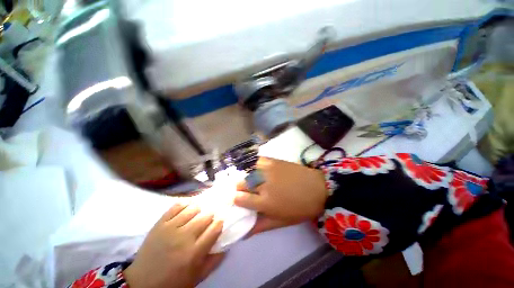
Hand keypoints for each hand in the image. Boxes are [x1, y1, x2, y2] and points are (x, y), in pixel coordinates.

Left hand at [123, 204, 223, 287]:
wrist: (142, 282)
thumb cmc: (173, 281)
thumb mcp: (197, 277)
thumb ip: (214, 261)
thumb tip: (227, 245)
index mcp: (194, 253)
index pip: (214, 229)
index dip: (219, 223)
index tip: (219, 222)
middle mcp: (184, 237)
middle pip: (205, 216)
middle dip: (210, 216)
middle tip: (209, 218)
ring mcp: (170, 228)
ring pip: (193, 209)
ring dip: (199, 209)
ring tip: (198, 213)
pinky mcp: (160, 223)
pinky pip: (176, 206)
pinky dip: (185, 204)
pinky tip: (187, 207)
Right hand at [234, 157, 327, 234]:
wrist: (317, 188)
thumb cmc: (300, 208)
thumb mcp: (281, 221)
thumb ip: (261, 226)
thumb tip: (244, 233)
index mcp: (264, 202)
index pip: (239, 199)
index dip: (237, 199)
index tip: (240, 199)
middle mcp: (263, 185)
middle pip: (241, 183)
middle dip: (241, 188)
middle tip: (248, 191)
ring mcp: (267, 170)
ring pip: (248, 172)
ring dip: (248, 177)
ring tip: (255, 180)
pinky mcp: (273, 161)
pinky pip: (257, 162)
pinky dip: (256, 166)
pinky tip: (261, 171)